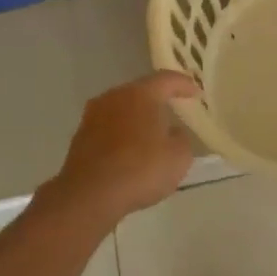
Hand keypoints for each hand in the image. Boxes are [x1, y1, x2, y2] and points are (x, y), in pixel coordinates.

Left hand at [43, 71, 199, 226]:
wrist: (89, 195)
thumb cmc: (141, 169)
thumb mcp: (179, 157)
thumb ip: (181, 138)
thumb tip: (172, 133)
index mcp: (141, 94)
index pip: (167, 79)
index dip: (184, 84)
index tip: (196, 93)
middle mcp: (115, 97)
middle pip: (141, 91)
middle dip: (158, 100)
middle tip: (174, 109)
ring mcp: (93, 115)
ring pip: (122, 109)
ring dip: (137, 118)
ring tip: (152, 132)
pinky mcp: (80, 137)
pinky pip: (109, 128)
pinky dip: (122, 134)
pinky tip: (130, 151)